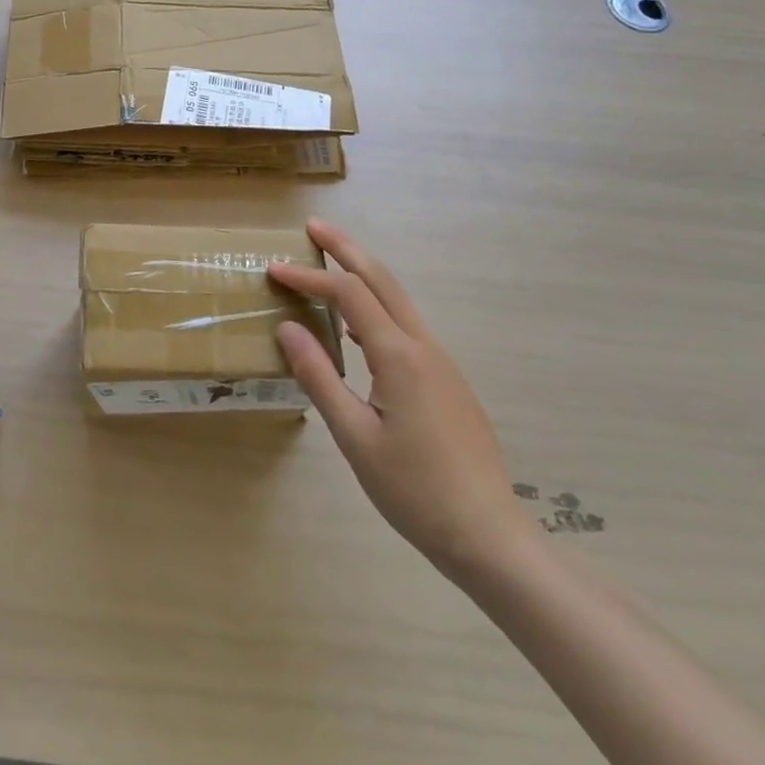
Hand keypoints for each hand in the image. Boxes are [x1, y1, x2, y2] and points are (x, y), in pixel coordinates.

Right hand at [271, 221, 530, 579]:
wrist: (490, 537)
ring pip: (398, 302)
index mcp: (399, 357)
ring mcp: (441, 364)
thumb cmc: (414, 491)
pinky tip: (358, 331)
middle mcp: (423, 347)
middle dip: (347, 250)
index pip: (348, 295)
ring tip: (330, 266)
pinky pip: (406, 328)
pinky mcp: (447, 383)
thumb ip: (319, 377)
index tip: (274, 269)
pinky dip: (377, 308)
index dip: (310, 277)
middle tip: (314, 227)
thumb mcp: (354, 437)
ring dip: (363, 275)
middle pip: (382, 280)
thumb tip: (287, 328)